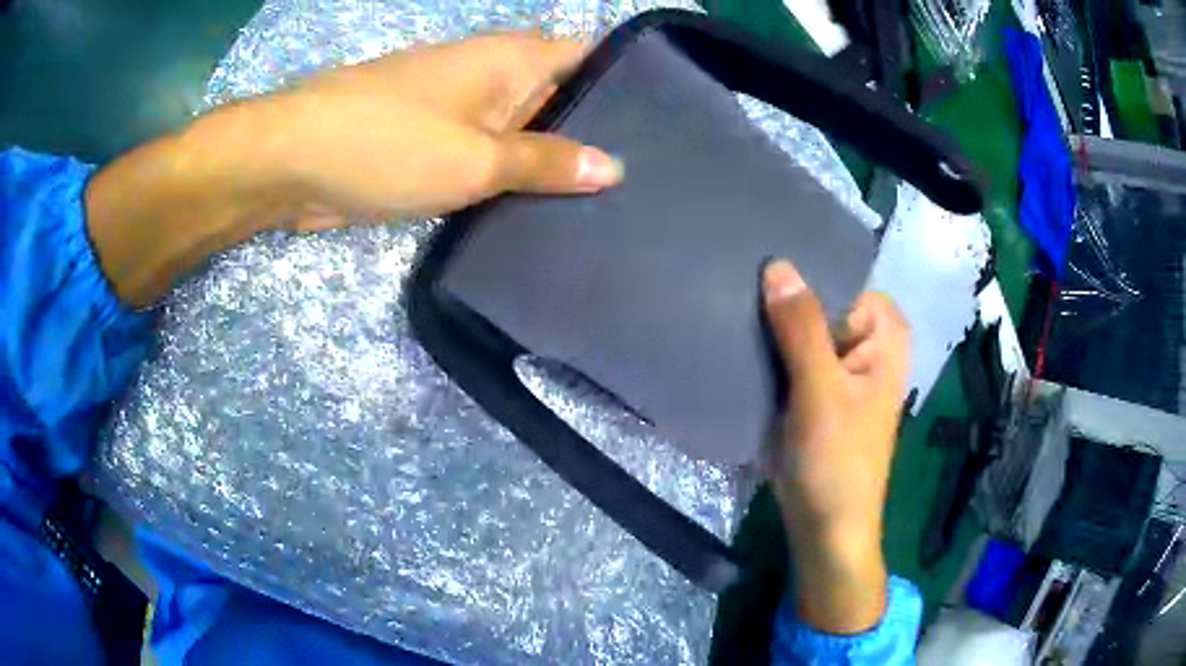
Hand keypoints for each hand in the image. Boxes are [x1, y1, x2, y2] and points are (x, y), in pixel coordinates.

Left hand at [264, 33, 622, 227]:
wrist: (292, 164)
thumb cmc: (386, 143)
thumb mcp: (475, 157)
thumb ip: (545, 162)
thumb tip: (613, 168)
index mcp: (511, 60)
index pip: (587, 56)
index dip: (627, 83)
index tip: (668, 125)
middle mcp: (493, 78)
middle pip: (561, 99)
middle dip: (597, 134)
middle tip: (650, 183)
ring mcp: (463, 113)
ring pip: (525, 134)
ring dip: (555, 164)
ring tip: (614, 207)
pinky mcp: (437, 147)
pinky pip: (490, 160)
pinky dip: (514, 182)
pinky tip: (547, 216)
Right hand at [762, 260, 909, 633]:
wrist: (826, 529)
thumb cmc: (836, 463)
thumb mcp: (820, 392)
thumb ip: (802, 329)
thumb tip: (777, 265)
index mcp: (884, 335)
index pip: (841, 279)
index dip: (803, 271)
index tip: (756, 263)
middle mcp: (868, 344)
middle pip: (821, 303)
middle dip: (782, 300)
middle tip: (733, 285)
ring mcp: (842, 368)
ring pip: (803, 330)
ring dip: (772, 327)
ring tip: (728, 307)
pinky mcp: (819, 391)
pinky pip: (793, 356)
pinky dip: (770, 352)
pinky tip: (738, 342)